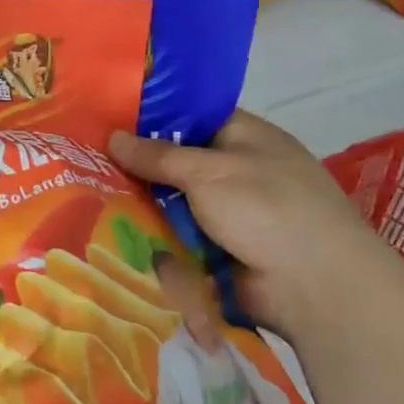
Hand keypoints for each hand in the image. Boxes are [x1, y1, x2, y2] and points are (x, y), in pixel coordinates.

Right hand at [109, 112, 403, 336]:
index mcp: (245, 137)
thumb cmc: (268, 209)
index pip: (191, 117)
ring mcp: (228, 213)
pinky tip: (113, 234)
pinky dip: (154, 237)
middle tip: (88, 164)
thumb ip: (158, 155)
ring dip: (142, 206)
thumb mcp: (208, 172)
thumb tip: (112, 137)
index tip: (106, 122)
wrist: (315, 286)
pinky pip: (176, 237)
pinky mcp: (218, 250)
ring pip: (172, 203)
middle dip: (137, 167)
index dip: (151, 118)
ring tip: (91, 199)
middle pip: (176, 163)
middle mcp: (236, 171)